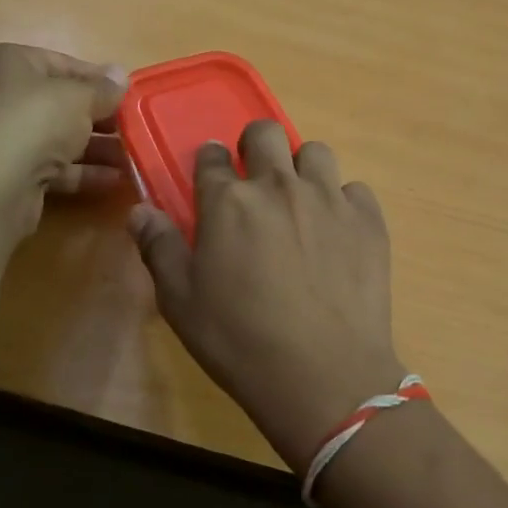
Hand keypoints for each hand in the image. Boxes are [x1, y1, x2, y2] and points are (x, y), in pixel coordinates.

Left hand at [0, 44, 126, 249]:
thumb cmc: (34, 122)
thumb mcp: (78, 97)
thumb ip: (103, 89)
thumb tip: (121, 75)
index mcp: (10, 63)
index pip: (63, 63)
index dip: (99, 79)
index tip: (130, 95)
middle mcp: (3, 96)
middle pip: (62, 103)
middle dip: (101, 117)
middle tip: (136, 127)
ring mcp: (6, 138)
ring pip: (60, 137)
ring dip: (98, 147)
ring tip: (135, 156)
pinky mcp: (13, 174)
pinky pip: (55, 167)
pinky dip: (84, 172)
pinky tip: (117, 179)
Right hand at [129, 121, 404, 470]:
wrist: (323, 375)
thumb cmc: (239, 340)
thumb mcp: (181, 302)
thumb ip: (159, 248)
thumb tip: (140, 211)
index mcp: (228, 201)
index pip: (212, 157)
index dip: (209, 162)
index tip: (212, 175)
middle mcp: (278, 185)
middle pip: (266, 132)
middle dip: (256, 145)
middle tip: (256, 177)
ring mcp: (328, 199)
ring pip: (316, 152)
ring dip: (302, 168)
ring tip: (300, 201)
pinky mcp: (368, 220)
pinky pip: (355, 189)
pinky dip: (344, 202)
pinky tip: (338, 232)